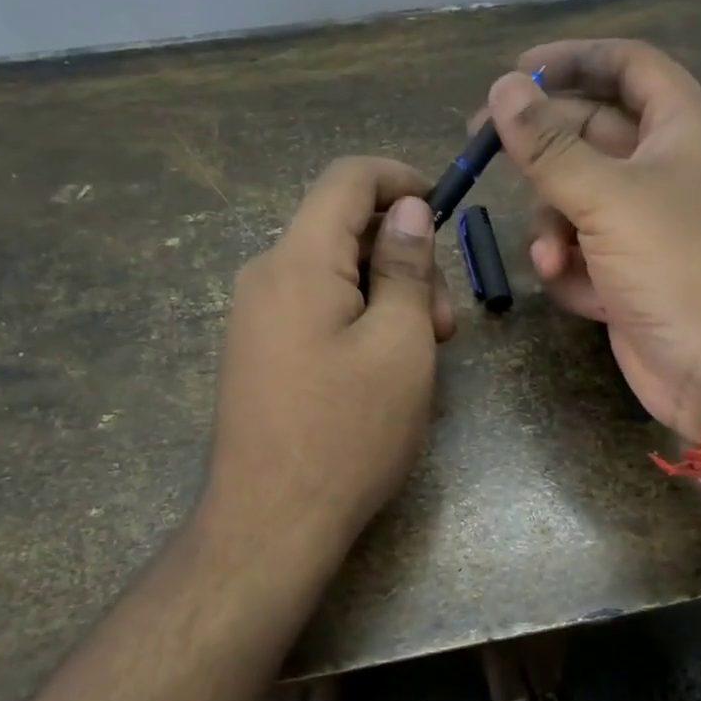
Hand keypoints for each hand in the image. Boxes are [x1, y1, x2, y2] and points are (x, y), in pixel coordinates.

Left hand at [205, 157, 454, 564]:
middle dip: (403, 256)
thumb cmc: (349, 432)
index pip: (347, 178)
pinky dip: (358, 317)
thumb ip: (406, 267)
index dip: (401, 179)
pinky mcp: (258, 351)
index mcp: (298, 261)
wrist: (270, 523)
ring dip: (386, 294)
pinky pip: (315, 307)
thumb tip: (408, 209)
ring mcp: (255, 316)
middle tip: (442, 323)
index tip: (444, 210)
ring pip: (333, 272)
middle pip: (342, 228)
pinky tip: (383, 368)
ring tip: (421, 353)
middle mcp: (266, 276)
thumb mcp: (400, 344)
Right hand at [479, 40, 700, 440]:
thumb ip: (548, 146)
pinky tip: (581, 293)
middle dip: (539, 148)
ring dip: (554, 226)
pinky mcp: (630, 274)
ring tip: (554, 258)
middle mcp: (664, 169)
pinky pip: (583, 252)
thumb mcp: (608, 198)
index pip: (626, 66)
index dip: (572, 60)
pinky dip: (573, 269)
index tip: (515, 73)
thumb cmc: (680, 266)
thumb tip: (502, 89)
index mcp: (680, 128)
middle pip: (588, 134)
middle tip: (480, 147)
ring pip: (575, 199)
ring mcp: (647, 226)